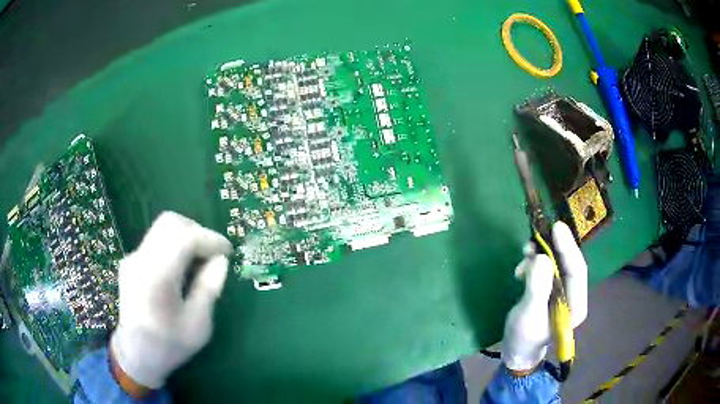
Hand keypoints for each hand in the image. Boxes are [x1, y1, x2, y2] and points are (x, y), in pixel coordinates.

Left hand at [110, 212, 232, 392]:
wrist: (136, 354)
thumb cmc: (169, 344)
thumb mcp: (198, 324)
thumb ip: (208, 288)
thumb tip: (221, 260)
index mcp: (156, 277)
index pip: (184, 237)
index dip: (209, 239)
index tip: (227, 251)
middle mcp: (140, 259)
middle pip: (170, 223)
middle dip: (197, 231)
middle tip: (212, 253)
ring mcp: (133, 258)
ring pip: (163, 228)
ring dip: (186, 237)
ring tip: (199, 261)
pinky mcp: (131, 261)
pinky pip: (156, 241)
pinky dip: (174, 245)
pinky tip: (181, 269)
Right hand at [500, 222, 587, 373]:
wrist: (516, 349)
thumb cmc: (524, 337)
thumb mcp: (529, 315)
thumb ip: (537, 287)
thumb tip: (540, 257)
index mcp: (576, 305)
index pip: (577, 271)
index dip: (568, 248)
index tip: (557, 228)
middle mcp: (573, 295)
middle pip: (568, 263)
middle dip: (554, 247)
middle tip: (538, 232)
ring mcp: (562, 291)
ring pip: (557, 263)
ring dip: (541, 254)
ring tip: (524, 253)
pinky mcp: (551, 289)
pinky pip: (547, 268)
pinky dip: (534, 263)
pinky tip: (521, 268)